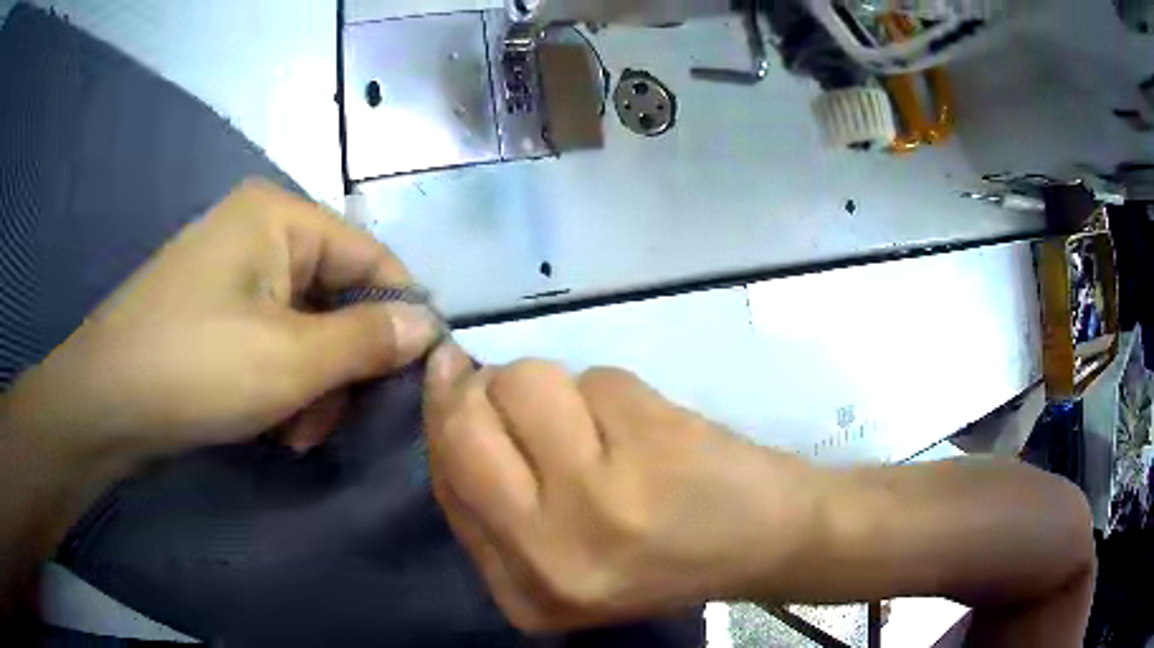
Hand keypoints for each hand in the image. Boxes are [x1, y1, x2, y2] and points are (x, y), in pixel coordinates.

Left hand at [2, 180, 440, 465]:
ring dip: (313, 385)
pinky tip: (273, 423)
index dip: (402, 314)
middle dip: (343, 366)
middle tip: (334, 420)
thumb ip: (368, 340)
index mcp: (279, 218)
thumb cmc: (195, 367)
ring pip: (305, 327)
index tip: (421, 372)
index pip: (370, 258)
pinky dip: (282, 383)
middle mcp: (259, 233)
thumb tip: (429, 326)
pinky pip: (272, 340)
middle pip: (336, 296)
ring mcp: (233, 273)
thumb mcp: (291, 360)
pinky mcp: (215, 311)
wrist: (105, 402)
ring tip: (296, 433)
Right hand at [423, 345, 817, 630]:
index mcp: (521, 592)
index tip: (455, 382)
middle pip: (466, 425)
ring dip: (559, 386)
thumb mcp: (563, 559)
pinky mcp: (650, 445)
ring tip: (605, 426)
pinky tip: (649, 429)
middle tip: (520, 390)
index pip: (446, 480)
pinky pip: (595, 377)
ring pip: (526, 382)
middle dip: (480, 386)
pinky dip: (614, 390)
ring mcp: (601, 500)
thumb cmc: (665, 555)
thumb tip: (451, 395)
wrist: (768, 542)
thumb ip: (497, 499)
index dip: (446, 418)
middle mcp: (547, 555)